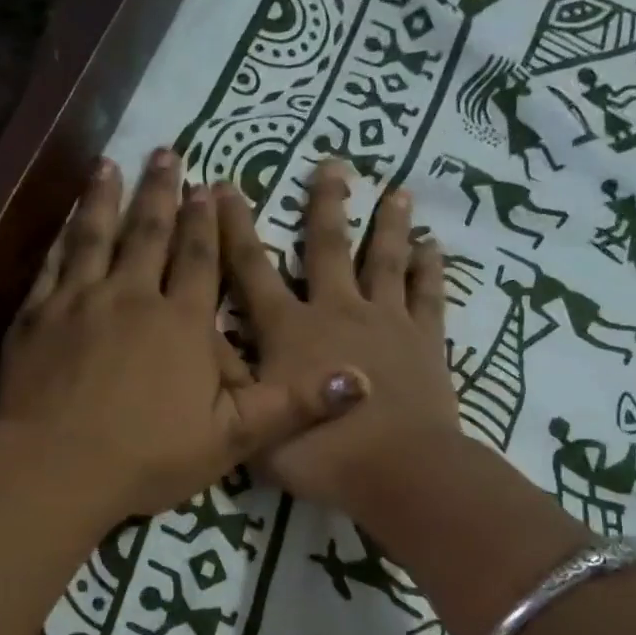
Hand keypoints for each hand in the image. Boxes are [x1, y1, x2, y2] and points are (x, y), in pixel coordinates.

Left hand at [0, 150, 364, 521]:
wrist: (56, 467)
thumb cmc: (146, 456)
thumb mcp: (232, 440)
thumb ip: (292, 405)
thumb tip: (361, 378)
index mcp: (181, 323)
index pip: (200, 260)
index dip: (206, 222)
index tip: (208, 185)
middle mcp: (132, 297)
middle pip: (149, 234)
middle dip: (160, 192)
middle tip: (165, 153)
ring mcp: (78, 302)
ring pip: (96, 237)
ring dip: (105, 199)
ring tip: (110, 165)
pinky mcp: (36, 316)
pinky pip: (51, 265)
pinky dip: (60, 238)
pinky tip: (63, 221)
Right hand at [218, 161, 462, 515]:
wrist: (398, 472)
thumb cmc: (317, 453)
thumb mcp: (250, 420)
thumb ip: (225, 374)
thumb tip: (200, 330)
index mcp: (289, 329)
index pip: (251, 268)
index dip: (234, 227)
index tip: (223, 187)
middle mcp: (335, 310)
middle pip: (327, 247)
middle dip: (324, 203)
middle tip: (332, 162)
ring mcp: (385, 322)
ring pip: (384, 261)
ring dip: (388, 224)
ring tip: (396, 190)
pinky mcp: (424, 341)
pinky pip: (428, 296)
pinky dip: (432, 270)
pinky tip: (436, 247)